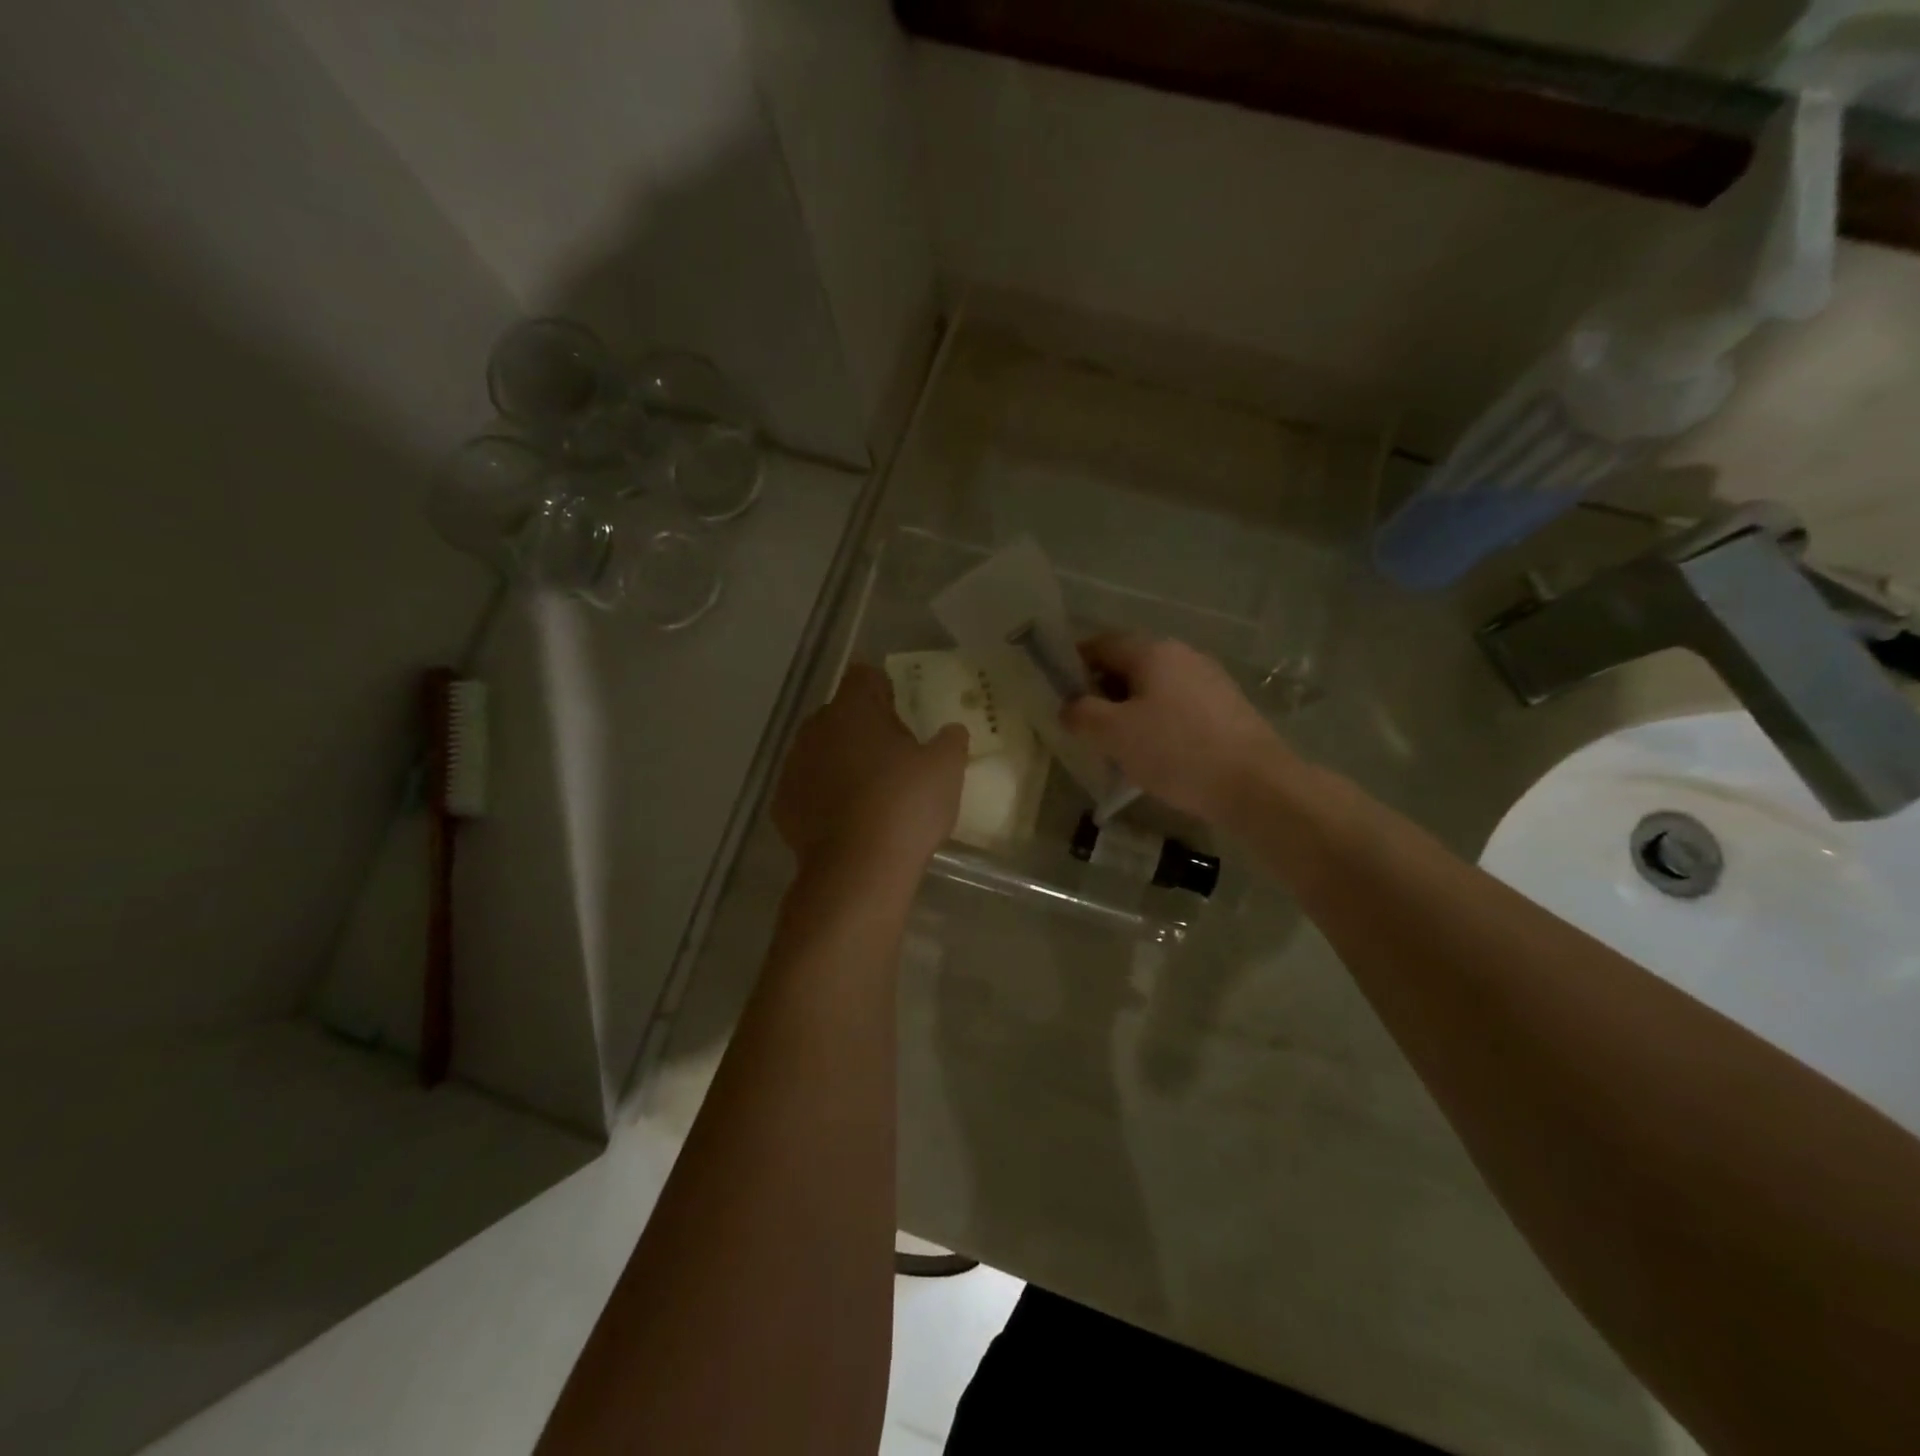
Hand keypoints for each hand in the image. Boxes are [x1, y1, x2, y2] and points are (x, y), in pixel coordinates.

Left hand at [774, 664, 967, 868]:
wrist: (858, 870)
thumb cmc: (905, 806)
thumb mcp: (946, 769)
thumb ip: (951, 740)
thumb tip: (950, 731)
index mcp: (853, 709)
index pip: (864, 675)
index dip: (884, 688)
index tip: (901, 711)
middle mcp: (816, 728)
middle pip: (840, 714)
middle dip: (863, 728)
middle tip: (894, 757)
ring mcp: (793, 767)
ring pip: (821, 751)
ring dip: (841, 761)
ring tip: (869, 792)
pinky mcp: (782, 804)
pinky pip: (807, 788)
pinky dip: (823, 796)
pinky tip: (847, 820)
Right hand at [1062, 633, 1286, 824]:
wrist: (1255, 784)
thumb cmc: (1176, 751)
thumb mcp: (1114, 734)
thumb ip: (1082, 715)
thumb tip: (1069, 707)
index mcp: (1152, 651)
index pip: (1101, 644)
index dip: (1074, 664)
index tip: (1058, 692)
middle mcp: (1183, 655)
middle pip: (1129, 665)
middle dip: (1102, 691)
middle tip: (1084, 725)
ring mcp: (1210, 680)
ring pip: (1155, 688)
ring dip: (1131, 709)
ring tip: (1117, 745)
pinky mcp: (1227, 708)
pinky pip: (1179, 706)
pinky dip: (1159, 722)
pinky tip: (1156, 754)